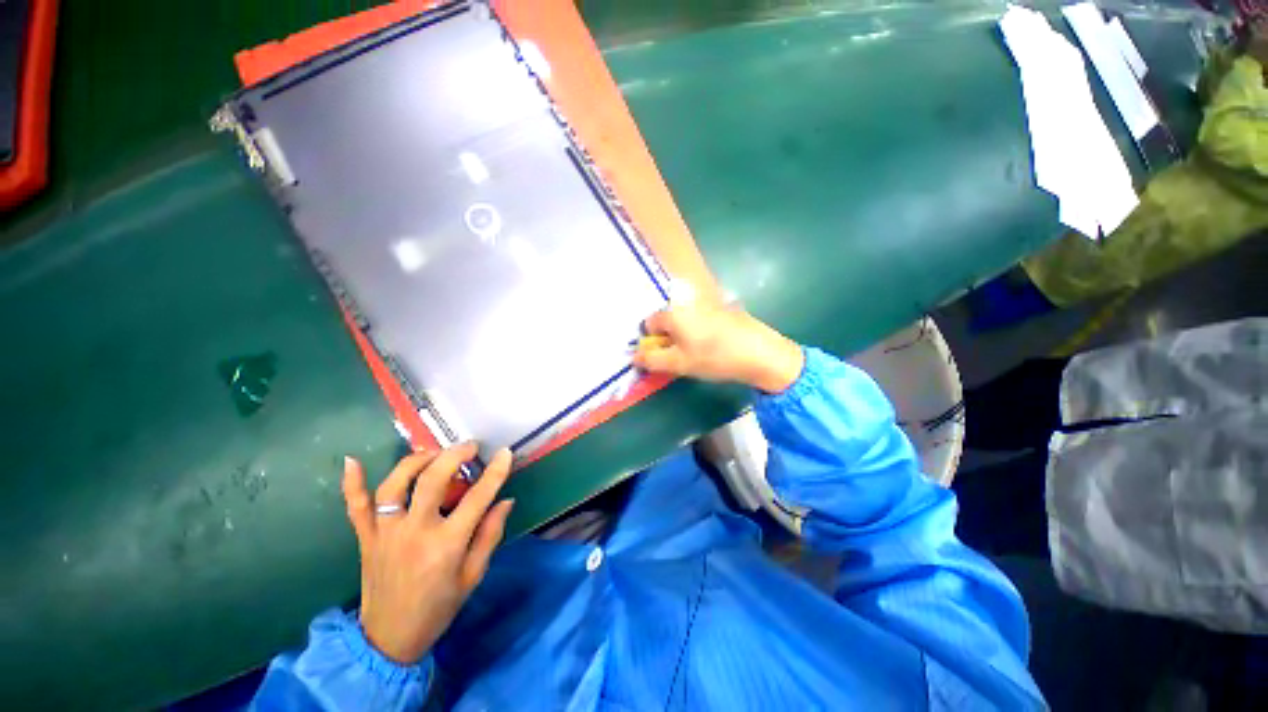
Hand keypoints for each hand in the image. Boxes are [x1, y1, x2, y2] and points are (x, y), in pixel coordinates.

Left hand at [342, 443, 514, 664]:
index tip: (505, 452)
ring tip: (434, 453)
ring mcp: (385, 533)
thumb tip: (506, 501)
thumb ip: (490, 535)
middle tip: (470, 446)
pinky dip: (352, 483)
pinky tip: (353, 461)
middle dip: (454, 455)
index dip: (495, 472)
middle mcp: (414, 532)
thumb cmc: (438, 607)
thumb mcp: (473, 575)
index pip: (477, 498)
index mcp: (446, 544)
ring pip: (395, 485)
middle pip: (432, 480)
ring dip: (416, 461)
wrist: (389, 639)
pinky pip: (356, 507)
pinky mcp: (365, 539)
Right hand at [633, 300, 803, 392]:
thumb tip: (634, 356)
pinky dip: (700, 331)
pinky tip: (715, 346)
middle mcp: (688, 302)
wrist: (760, 353)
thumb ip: (652, 360)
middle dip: (669, 339)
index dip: (653, 341)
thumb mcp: (679, 363)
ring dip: (685, 336)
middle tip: (682, 357)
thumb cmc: (714, 357)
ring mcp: (708, 303)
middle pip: (667, 320)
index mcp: (674, 312)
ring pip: (685, 321)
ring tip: (700, 354)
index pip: (649, 323)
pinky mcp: (724, 308)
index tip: (666, 356)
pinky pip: (701, 319)